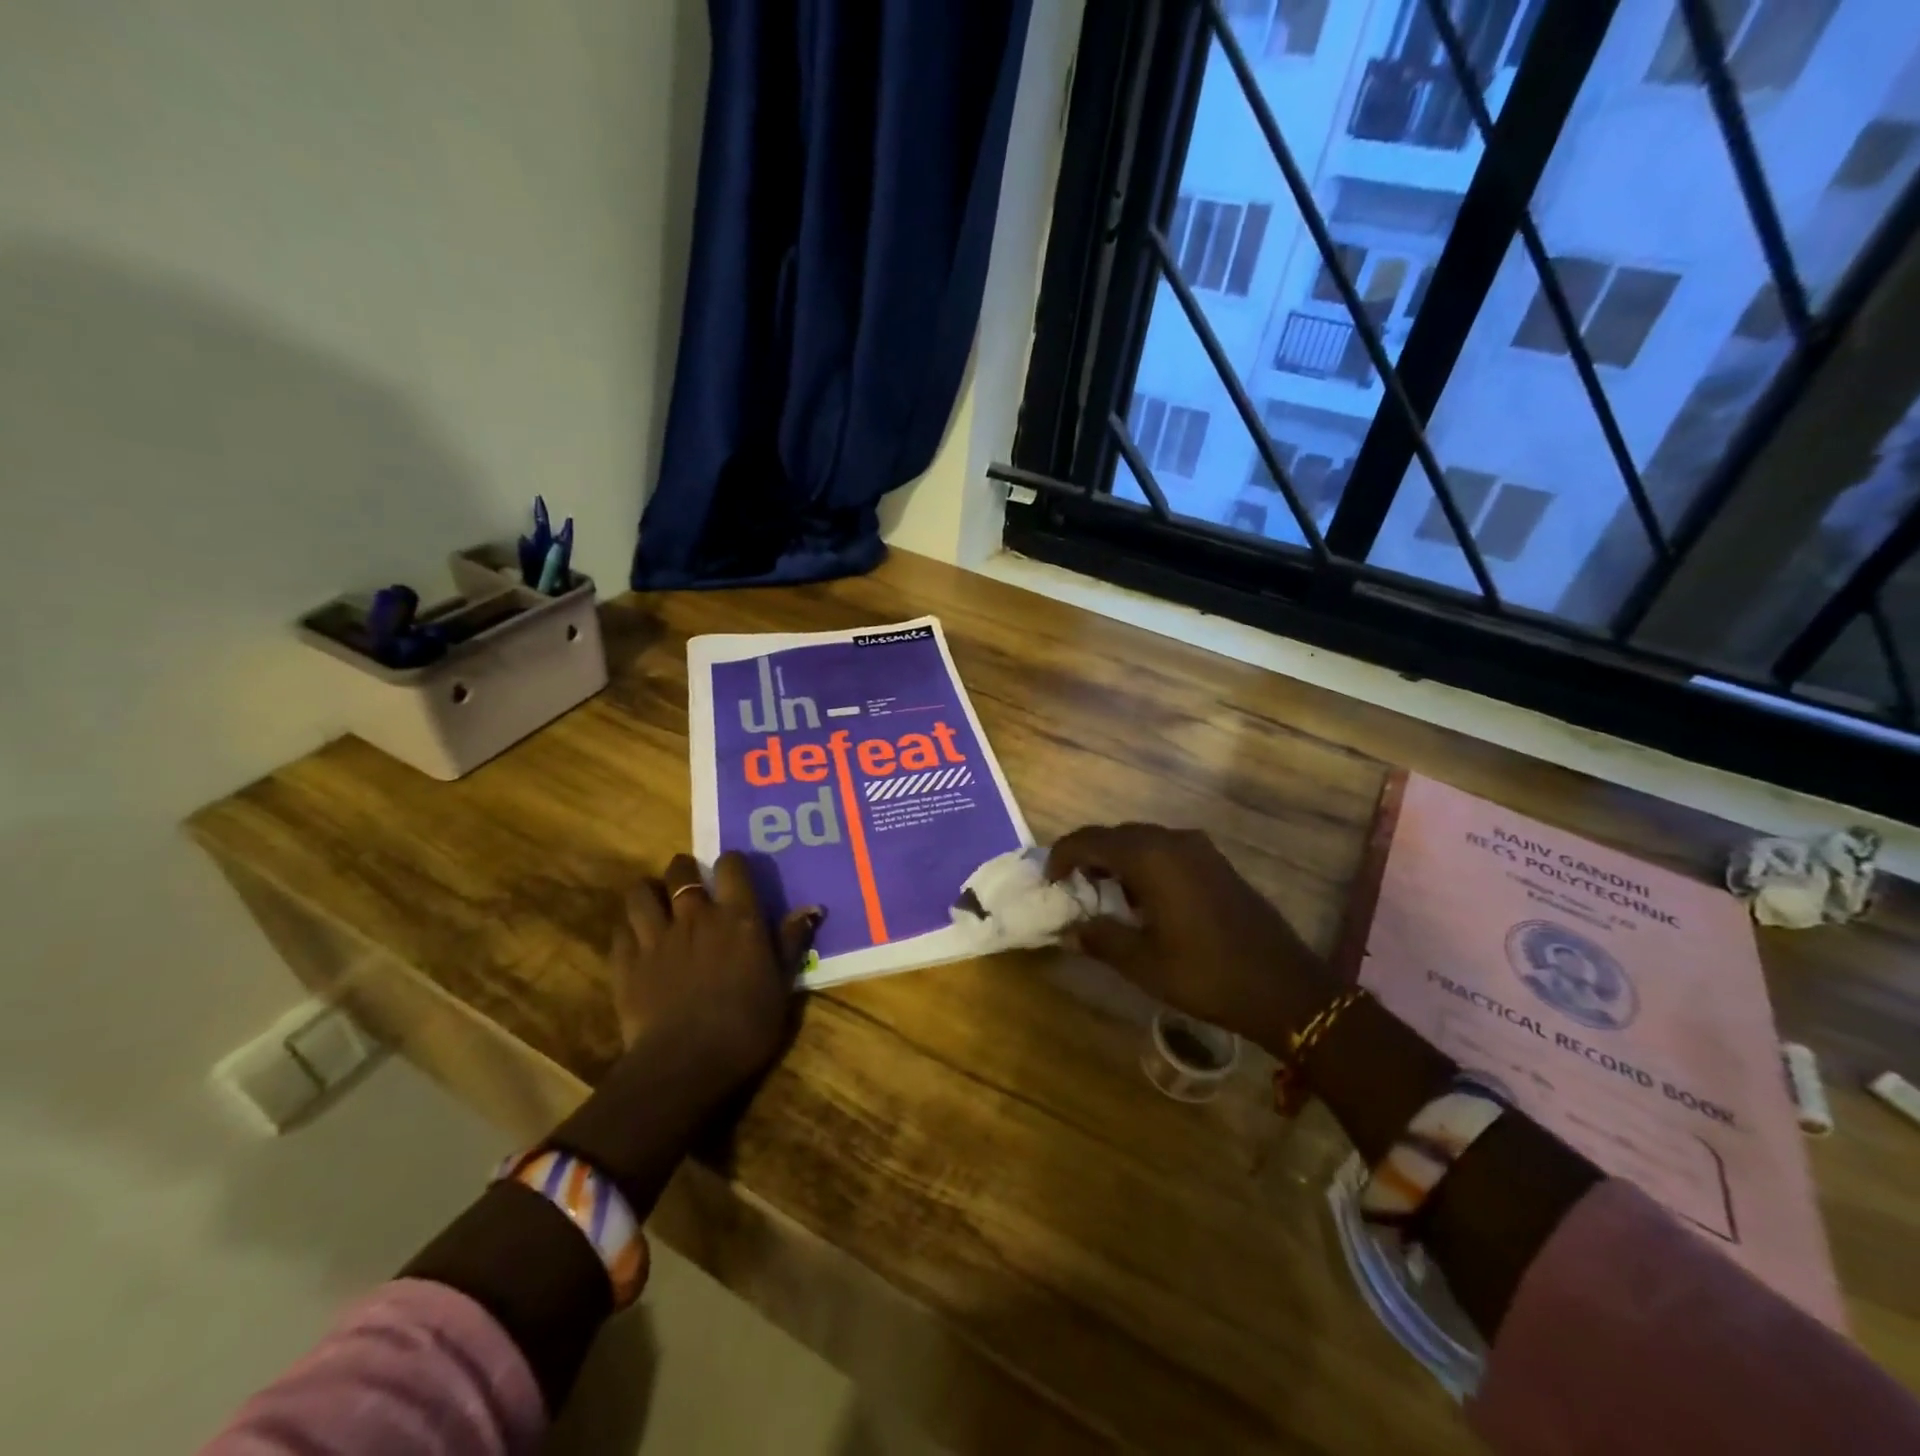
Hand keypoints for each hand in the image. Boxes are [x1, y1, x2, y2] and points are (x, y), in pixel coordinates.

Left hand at [610, 852, 819, 1095]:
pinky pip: (620, 930)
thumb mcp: (782, 985)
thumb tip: (812, 908)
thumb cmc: (747, 1026)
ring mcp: (656, 937)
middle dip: (684, 871)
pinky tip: (635, 941)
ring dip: (648, 893)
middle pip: (680, 870)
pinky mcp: (626, 963)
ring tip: (655, 905)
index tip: (732, 875)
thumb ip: (791, 942)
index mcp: (738, 917)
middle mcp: (695, 916)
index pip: (731, 865)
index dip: (731, 864)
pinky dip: (628, 929)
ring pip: (640, 893)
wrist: (686, 1064)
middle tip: (690, 885)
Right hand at [1047, 824, 1337, 1052]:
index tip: (1049, 881)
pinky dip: (1144, 864)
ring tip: (1103, 893)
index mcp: (1150, 857)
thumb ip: (1100, 938)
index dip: (1062, 856)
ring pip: (1142, 840)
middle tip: (1072, 887)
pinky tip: (1143, 898)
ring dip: (1117, 859)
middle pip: (1116, 835)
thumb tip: (1069, 929)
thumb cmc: (1206, 974)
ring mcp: (1199, 849)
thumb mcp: (1143, 963)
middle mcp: (1173, 841)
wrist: (1284, 986)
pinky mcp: (1216, 863)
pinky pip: (1166, 850)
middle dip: (1088, 855)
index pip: (1090, 840)